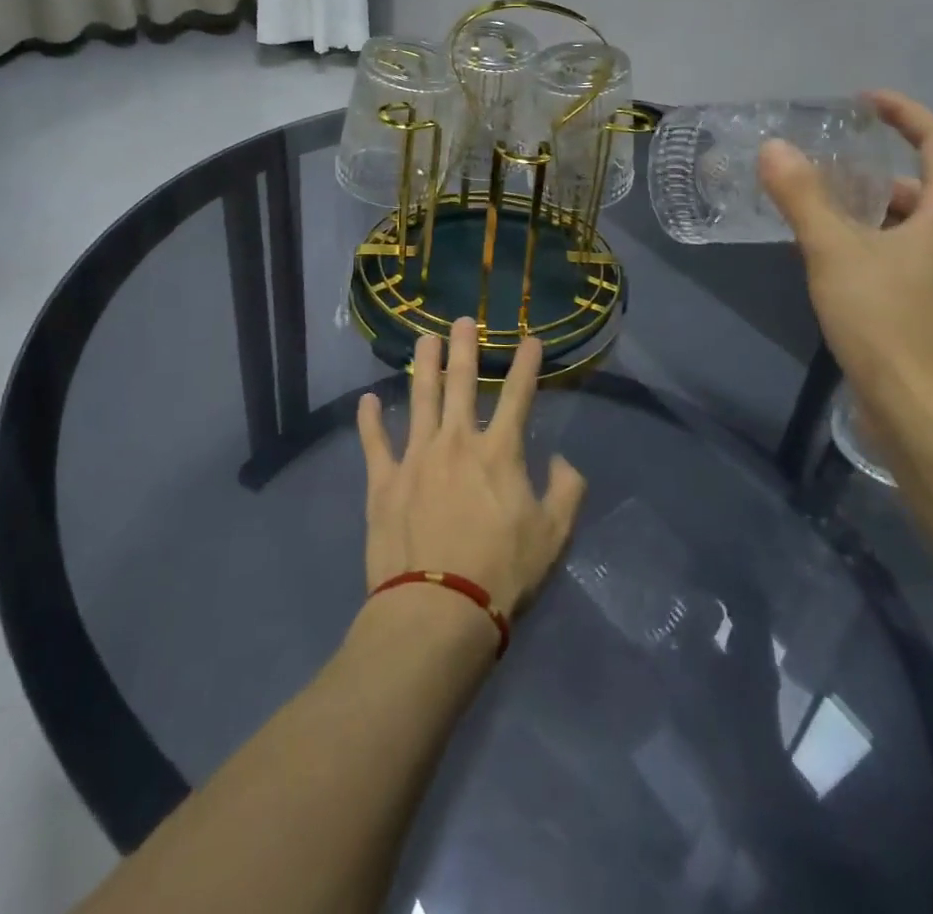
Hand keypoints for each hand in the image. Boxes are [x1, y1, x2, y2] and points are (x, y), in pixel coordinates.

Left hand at [356, 318, 587, 617]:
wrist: (438, 611)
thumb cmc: (502, 574)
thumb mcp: (554, 536)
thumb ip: (566, 491)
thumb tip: (560, 460)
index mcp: (499, 452)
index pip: (518, 396)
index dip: (526, 365)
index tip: (530, 338)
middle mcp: (456, 442)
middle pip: (461, 383)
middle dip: (465, 348)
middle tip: (463, 320)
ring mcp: (416, 457)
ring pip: (419, 398)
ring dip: (423, 366)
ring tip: (423, 339)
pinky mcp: (384, 481)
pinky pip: (375, 443)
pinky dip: (369, 420)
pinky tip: (366, 400)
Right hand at [758, 90, 932, 425]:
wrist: (926, 413)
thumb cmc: (887, 322)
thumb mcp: (834, 252)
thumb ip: (803, 198)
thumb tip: (774, 148)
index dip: (905, 113)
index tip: (864, 101)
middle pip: (928, 185)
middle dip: (880, 169)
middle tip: (830, 167)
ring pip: (914, 226)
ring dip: (873, 210)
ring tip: (822, 213)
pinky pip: (906, 257)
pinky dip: (873, 244)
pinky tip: (834, 263)